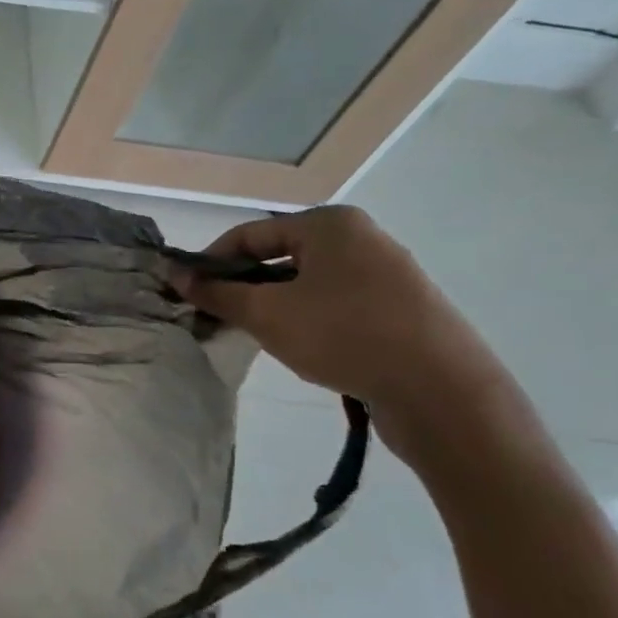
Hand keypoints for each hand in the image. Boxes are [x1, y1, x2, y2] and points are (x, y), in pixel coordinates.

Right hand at [170, 207, 510, 422]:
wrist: (443, 392)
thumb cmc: (344, 335)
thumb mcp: (266, 313)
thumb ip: (216, 292)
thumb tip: (174, 274)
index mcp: (329, 224)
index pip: (248, 235)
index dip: (210, 263)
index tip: (185, 293)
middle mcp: (360, 238)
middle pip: (278, 257)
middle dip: (242, 286)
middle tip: (214, 317)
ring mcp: (386, 273)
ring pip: (305, 283)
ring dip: (272, 305)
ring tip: (252, 335)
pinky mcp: (400, 307)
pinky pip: (334, 302)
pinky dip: (306, 318)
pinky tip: (298, 347)